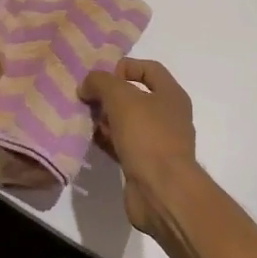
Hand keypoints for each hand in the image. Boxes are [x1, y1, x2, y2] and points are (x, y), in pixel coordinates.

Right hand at [80, 59, 205, 233]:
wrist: (162, 191)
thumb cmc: (147, 135)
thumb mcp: (120, 97)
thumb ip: (101, 82)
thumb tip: (87, 85)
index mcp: (171, 95)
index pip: (149, 68)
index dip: (125, 67)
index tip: (102, 78)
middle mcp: (168, 116)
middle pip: (135, 96)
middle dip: (110, 95)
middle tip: (88, 99)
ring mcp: (158, 142)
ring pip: (127, 122)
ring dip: (106, 119)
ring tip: (85, 119)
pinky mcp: (145, 164)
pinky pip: (123, 145)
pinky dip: (107, 140)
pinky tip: (90, 140)